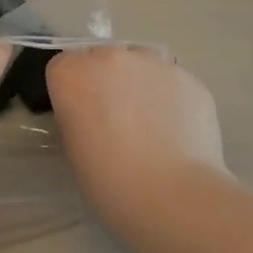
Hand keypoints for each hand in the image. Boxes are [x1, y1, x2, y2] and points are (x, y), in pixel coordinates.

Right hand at [46, 46, 227, 234]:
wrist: (174, 196)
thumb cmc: (111, 182)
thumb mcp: (74, 149)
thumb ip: (78, 116)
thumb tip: (93, 113)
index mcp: (72, 74)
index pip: (63, 67)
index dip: (72, 92)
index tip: (82, 118)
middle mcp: (110, 57)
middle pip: (102, 59)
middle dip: (106, 82)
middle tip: (118, 122)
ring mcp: (153, 62)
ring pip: (140, 64)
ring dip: (140, 84)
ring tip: (152, 125)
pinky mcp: (189, 77)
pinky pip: (171, 82)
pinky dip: (171, 99)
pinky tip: (178, 132)